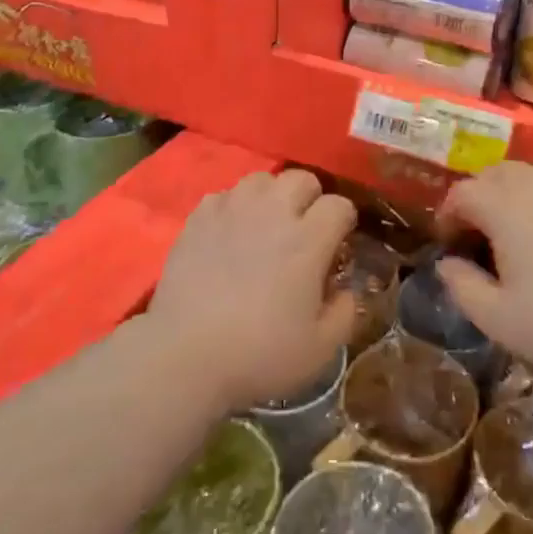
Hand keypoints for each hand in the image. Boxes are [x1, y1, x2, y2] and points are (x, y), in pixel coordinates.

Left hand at [149, 169, 357, 413]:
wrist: (185, 355)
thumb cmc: (259, 354)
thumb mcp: (320, 349)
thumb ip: (345, 313)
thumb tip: (347, 290)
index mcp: (307, 240)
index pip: (339, 205)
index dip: (343, 222)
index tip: (338, 244)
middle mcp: (273, 213)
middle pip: (302, 178)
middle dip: (310, 198)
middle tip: (303, 230)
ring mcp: (232, 210)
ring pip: (262, 179)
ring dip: (271, 196)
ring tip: (266, 225)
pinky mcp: (199, 217)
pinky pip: (225, 194)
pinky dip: (233, 207)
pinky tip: (230, 233)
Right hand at [434, 161, 532, 381]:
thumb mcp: (495, 317)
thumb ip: (460, 284)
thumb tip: (446, 263)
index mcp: (503, 204)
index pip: (462, 194)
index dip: (448, 217)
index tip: (450, 244)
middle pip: (495, 175)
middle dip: (481, 199)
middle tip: (482, 236)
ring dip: (517, 193)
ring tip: (522, 230)